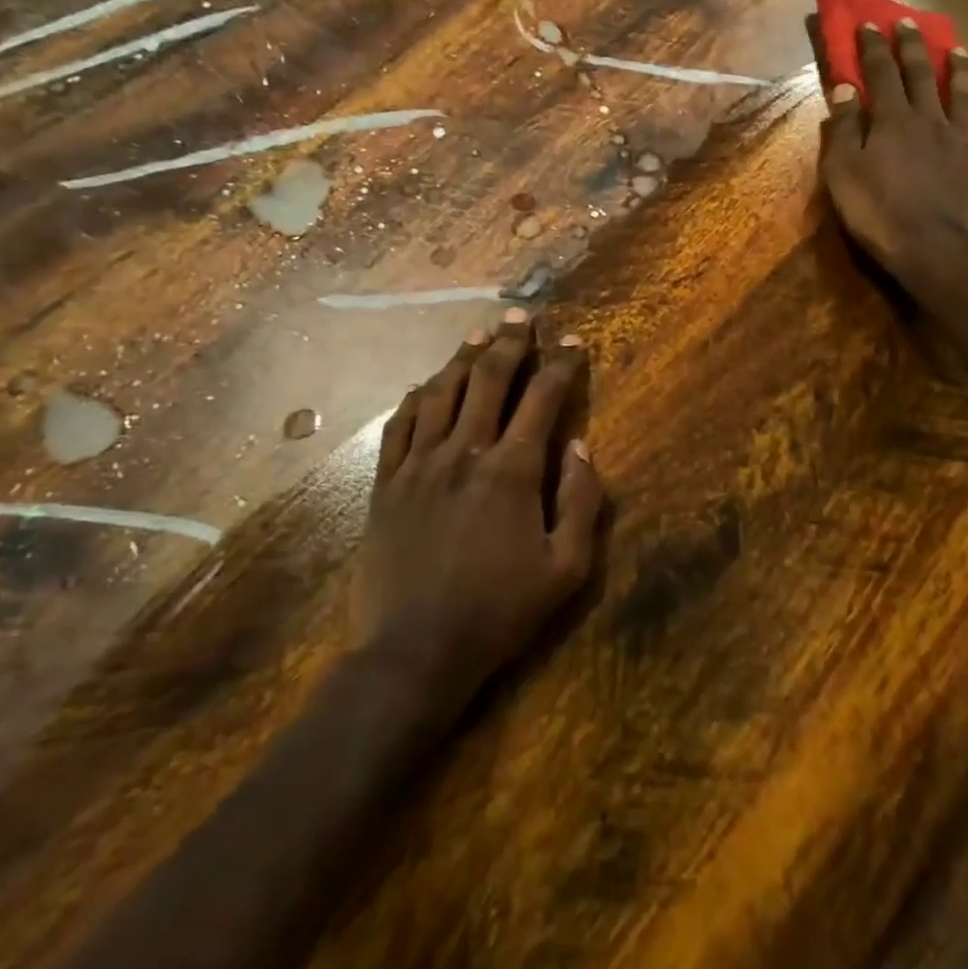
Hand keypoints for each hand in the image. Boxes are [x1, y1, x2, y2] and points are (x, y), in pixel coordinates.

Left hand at [355, 309, 602, 705]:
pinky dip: (418, 396)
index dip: (560, 365)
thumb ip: (581, 502)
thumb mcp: (566, 569)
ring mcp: (419, 464)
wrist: (414, 652)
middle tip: (523, 316)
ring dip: (464, 357)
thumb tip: (580, 446)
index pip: (542, 399)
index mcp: (511, 471)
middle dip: (511, 343)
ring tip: (480, 334)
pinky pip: (400, 424)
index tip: (573, 342)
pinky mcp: (386, 482)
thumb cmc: (499, 613)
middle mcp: (464, 452)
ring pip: (442, 392)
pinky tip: (428, 384)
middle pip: (488, 380)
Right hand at [815, 17, 967, 299]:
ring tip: (961, 51)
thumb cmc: (877, 212)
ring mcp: (964, 143)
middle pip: (922, 75)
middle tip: (908, 22)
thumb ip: (845, 130)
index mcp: (894, 120)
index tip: (868, 24)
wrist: (931, 248)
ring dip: (962, 72)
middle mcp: (931, 121)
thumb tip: (845, 89)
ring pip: (966, 98)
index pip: (881, 73)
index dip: (873, 47)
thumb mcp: (844, 172)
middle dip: (913, 46)